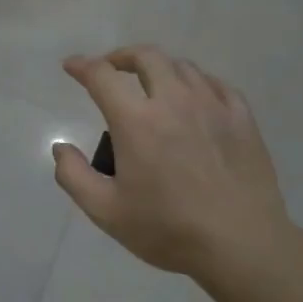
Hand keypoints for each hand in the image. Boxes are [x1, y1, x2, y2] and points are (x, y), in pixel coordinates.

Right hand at [53, 46, 292, 283]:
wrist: (242, 245)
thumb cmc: (168, 229)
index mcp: (136, 121)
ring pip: (182, 67)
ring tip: (150, 85)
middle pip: (146, 57)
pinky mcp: (242, 119)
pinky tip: (193, 98)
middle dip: (121, 57)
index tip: (71, 67)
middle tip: (110, 70)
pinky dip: (195, 82)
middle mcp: (174, 101)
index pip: (102, 76)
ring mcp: (213, 106)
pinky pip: (216, 84)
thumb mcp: (106, 211)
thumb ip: (74, 176)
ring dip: (158, 68)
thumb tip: (60, 148)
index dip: (82, 66)